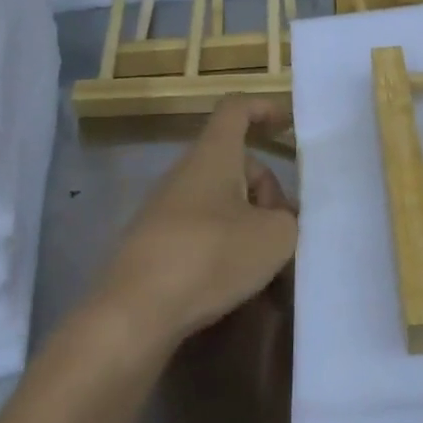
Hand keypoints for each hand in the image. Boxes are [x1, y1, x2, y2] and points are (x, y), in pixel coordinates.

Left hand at [97, 97, 298, 352]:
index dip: (263, 108)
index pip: (236, 109)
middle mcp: (185, 173)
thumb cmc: (210, 257)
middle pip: (234, 163)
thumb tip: (281, 222)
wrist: (133, 314)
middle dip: (267, 190)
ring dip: (248, 223)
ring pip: (219, 201)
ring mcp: (164, 209)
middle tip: (286, 229)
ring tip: (267, 265)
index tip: (288, 123)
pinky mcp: (154, 244)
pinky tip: (236, 285)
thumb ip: (289, 221)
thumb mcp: (274, 238)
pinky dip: (224, 247)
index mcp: (213, 155)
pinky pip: (201, 231)